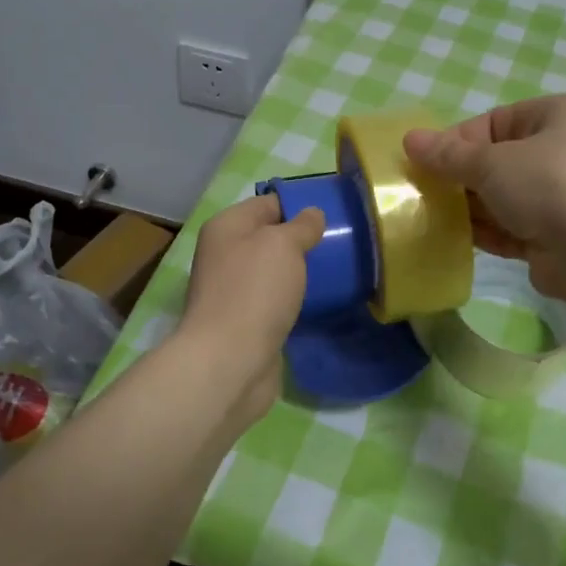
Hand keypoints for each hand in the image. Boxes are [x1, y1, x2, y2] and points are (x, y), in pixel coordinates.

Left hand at [175, 193, 324, 425]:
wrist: (230, 361)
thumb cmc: (254, 292)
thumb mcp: (283, 245)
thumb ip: (301, 226)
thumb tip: (313, 214)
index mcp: (226, 227)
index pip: (267, 203)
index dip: (299, 205)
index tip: (334, 213)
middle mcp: (224, 255)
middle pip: (269, 238)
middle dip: (301, 241)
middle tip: (340, 244)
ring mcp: (233, 291)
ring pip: (272, 272)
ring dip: (298, 272)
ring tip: (335, 272)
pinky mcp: (245, 322)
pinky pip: (274, 301)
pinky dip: (293, 300)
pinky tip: (317, 302)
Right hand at [405, 94, 565, 297]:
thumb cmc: (546, 183)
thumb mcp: (489, 162)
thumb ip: (447, 155)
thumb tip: (409, 139)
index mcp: (556, 116)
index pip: (493, 122)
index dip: (455, 142)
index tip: (424, 163)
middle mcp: (563, 151)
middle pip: (497, 161)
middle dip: (460, 178)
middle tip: (423, 193)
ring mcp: (562, 197)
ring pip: (503, 198)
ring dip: (469, 208)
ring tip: (431, 217)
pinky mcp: (555, 236)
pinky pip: (511, 229)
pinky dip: (486, 233)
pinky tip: (454, 240)